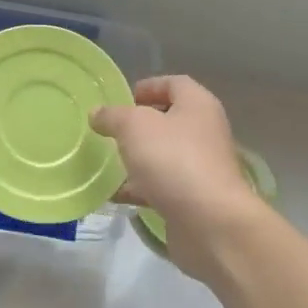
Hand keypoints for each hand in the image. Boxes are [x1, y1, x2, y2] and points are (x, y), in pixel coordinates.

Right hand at [91, 76, 262, 278]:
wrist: (209, 223)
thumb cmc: (174, 160)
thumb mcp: (134, 127)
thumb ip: (113, 116)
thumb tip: (98, 114)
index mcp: (198, 106)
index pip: (174, 84)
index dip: (148, 87)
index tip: (121, 99)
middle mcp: (204, 133)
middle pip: (169, 121)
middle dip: (138, 126)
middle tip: (109, 131)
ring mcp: (201, 168)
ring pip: (163, 156)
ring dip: (136, 159)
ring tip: (105, 162)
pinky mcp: (193, 199)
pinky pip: (161, 186)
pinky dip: (139, 189)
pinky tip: (113, 195)